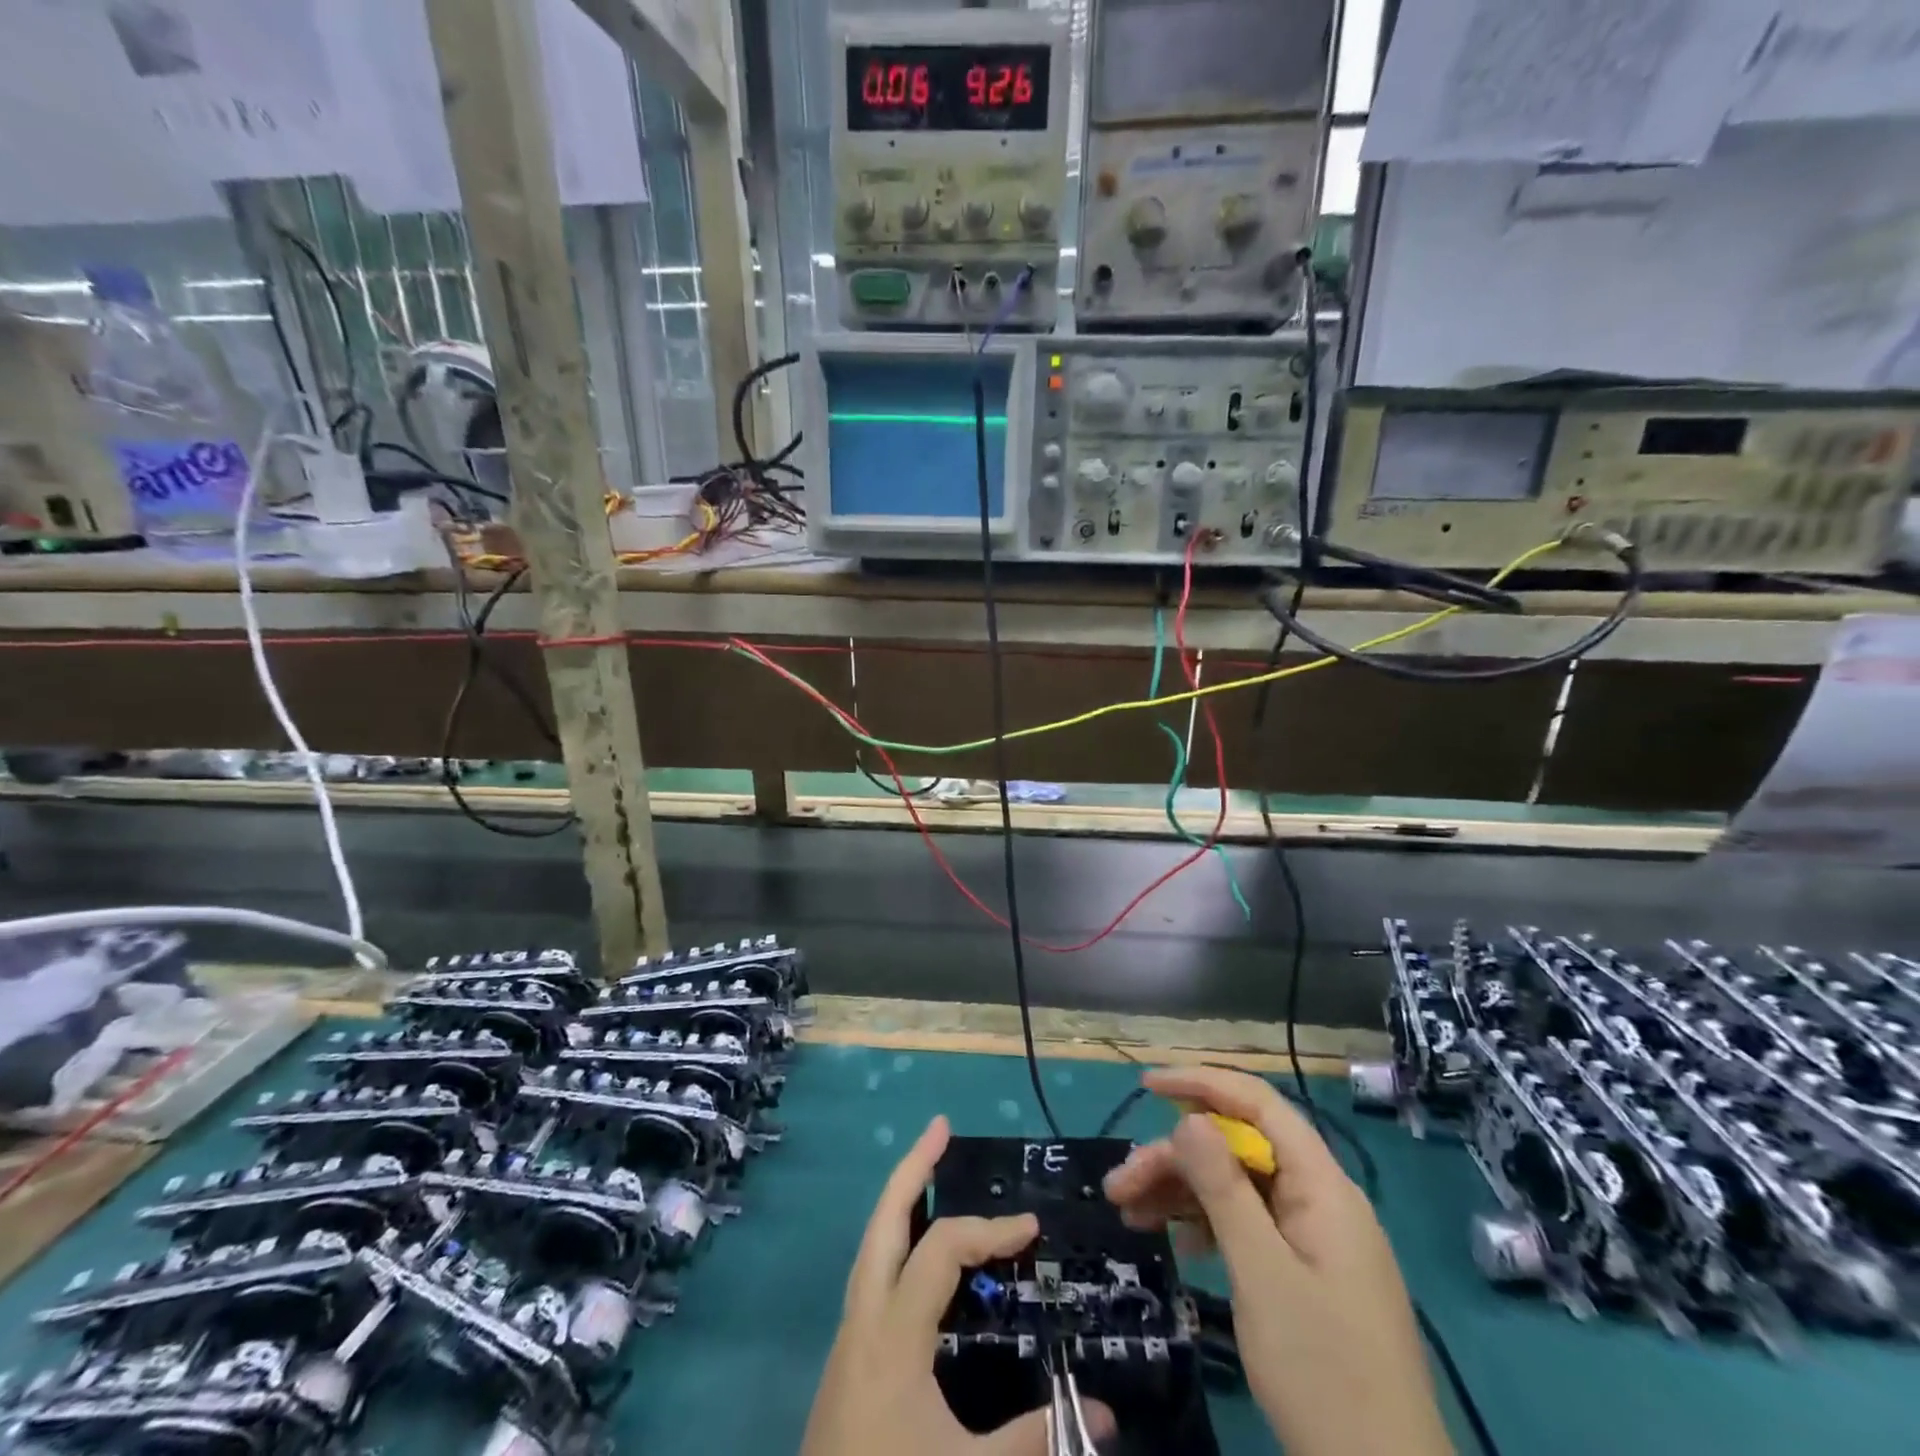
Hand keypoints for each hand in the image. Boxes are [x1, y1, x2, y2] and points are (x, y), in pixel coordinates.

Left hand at [802, 1115, 1115, 1455]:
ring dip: (900, 1200)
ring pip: (871, 1244)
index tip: (1032, 1229)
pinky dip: (896, 1243)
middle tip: (940, 1126)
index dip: (990, 1230)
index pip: (943, 1248)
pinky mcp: (847, 1360)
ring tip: (927, 1168)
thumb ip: (1034, 1439)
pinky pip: (873, 1275)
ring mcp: (849, 1337)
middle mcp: (864, 1318)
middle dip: (913, 1168)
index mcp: (893, 1333)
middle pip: (883, 1218)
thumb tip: (1102, 1411)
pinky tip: (917, 1254)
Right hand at [1103, 1068, 1451, 1455]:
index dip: (1203, 1084)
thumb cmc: (1323, 1372)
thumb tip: (1190, 1119)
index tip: (1147, 1085)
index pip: (1259, 1105)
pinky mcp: (1304, 1274)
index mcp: (1322, 1187)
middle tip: (1119, 1186)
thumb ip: (1225, 1189)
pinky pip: (1247, 1226)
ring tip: (1128, 1214)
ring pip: (1237, 1188)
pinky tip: (1175, 1243)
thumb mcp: (1262, 1274)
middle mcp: (1319, 1200)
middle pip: (1238, 1149)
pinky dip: (1206, 1226)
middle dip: (1176, 1158)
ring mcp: (1313, 1239)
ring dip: (1182, 1193)